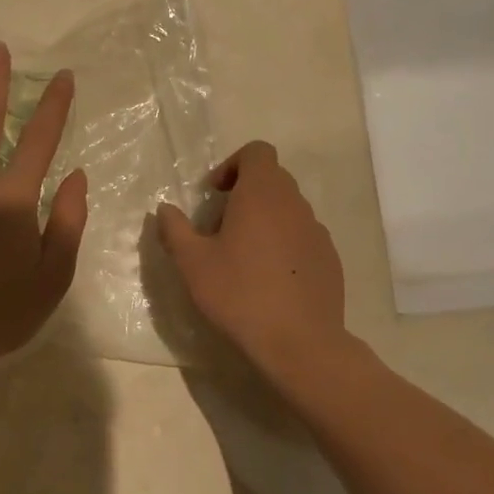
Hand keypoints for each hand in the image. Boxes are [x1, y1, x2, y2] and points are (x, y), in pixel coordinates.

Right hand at [156, 142, 345, 373]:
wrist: (299, 342)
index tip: (214, 195)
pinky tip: (268, 280)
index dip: (232, 165)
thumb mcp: (192, 262)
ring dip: (263, 221)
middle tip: (220, 229)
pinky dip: (283, 245)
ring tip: (242, 258)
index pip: (257, 152)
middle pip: (272, 180)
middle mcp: (295, 204)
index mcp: (263, 194)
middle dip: (244, 195)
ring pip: (287, 210)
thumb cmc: (239, 293)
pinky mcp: (329, 259)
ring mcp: (317, 232)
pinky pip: (302, 238)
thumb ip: (175, 229)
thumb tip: (165, 209)